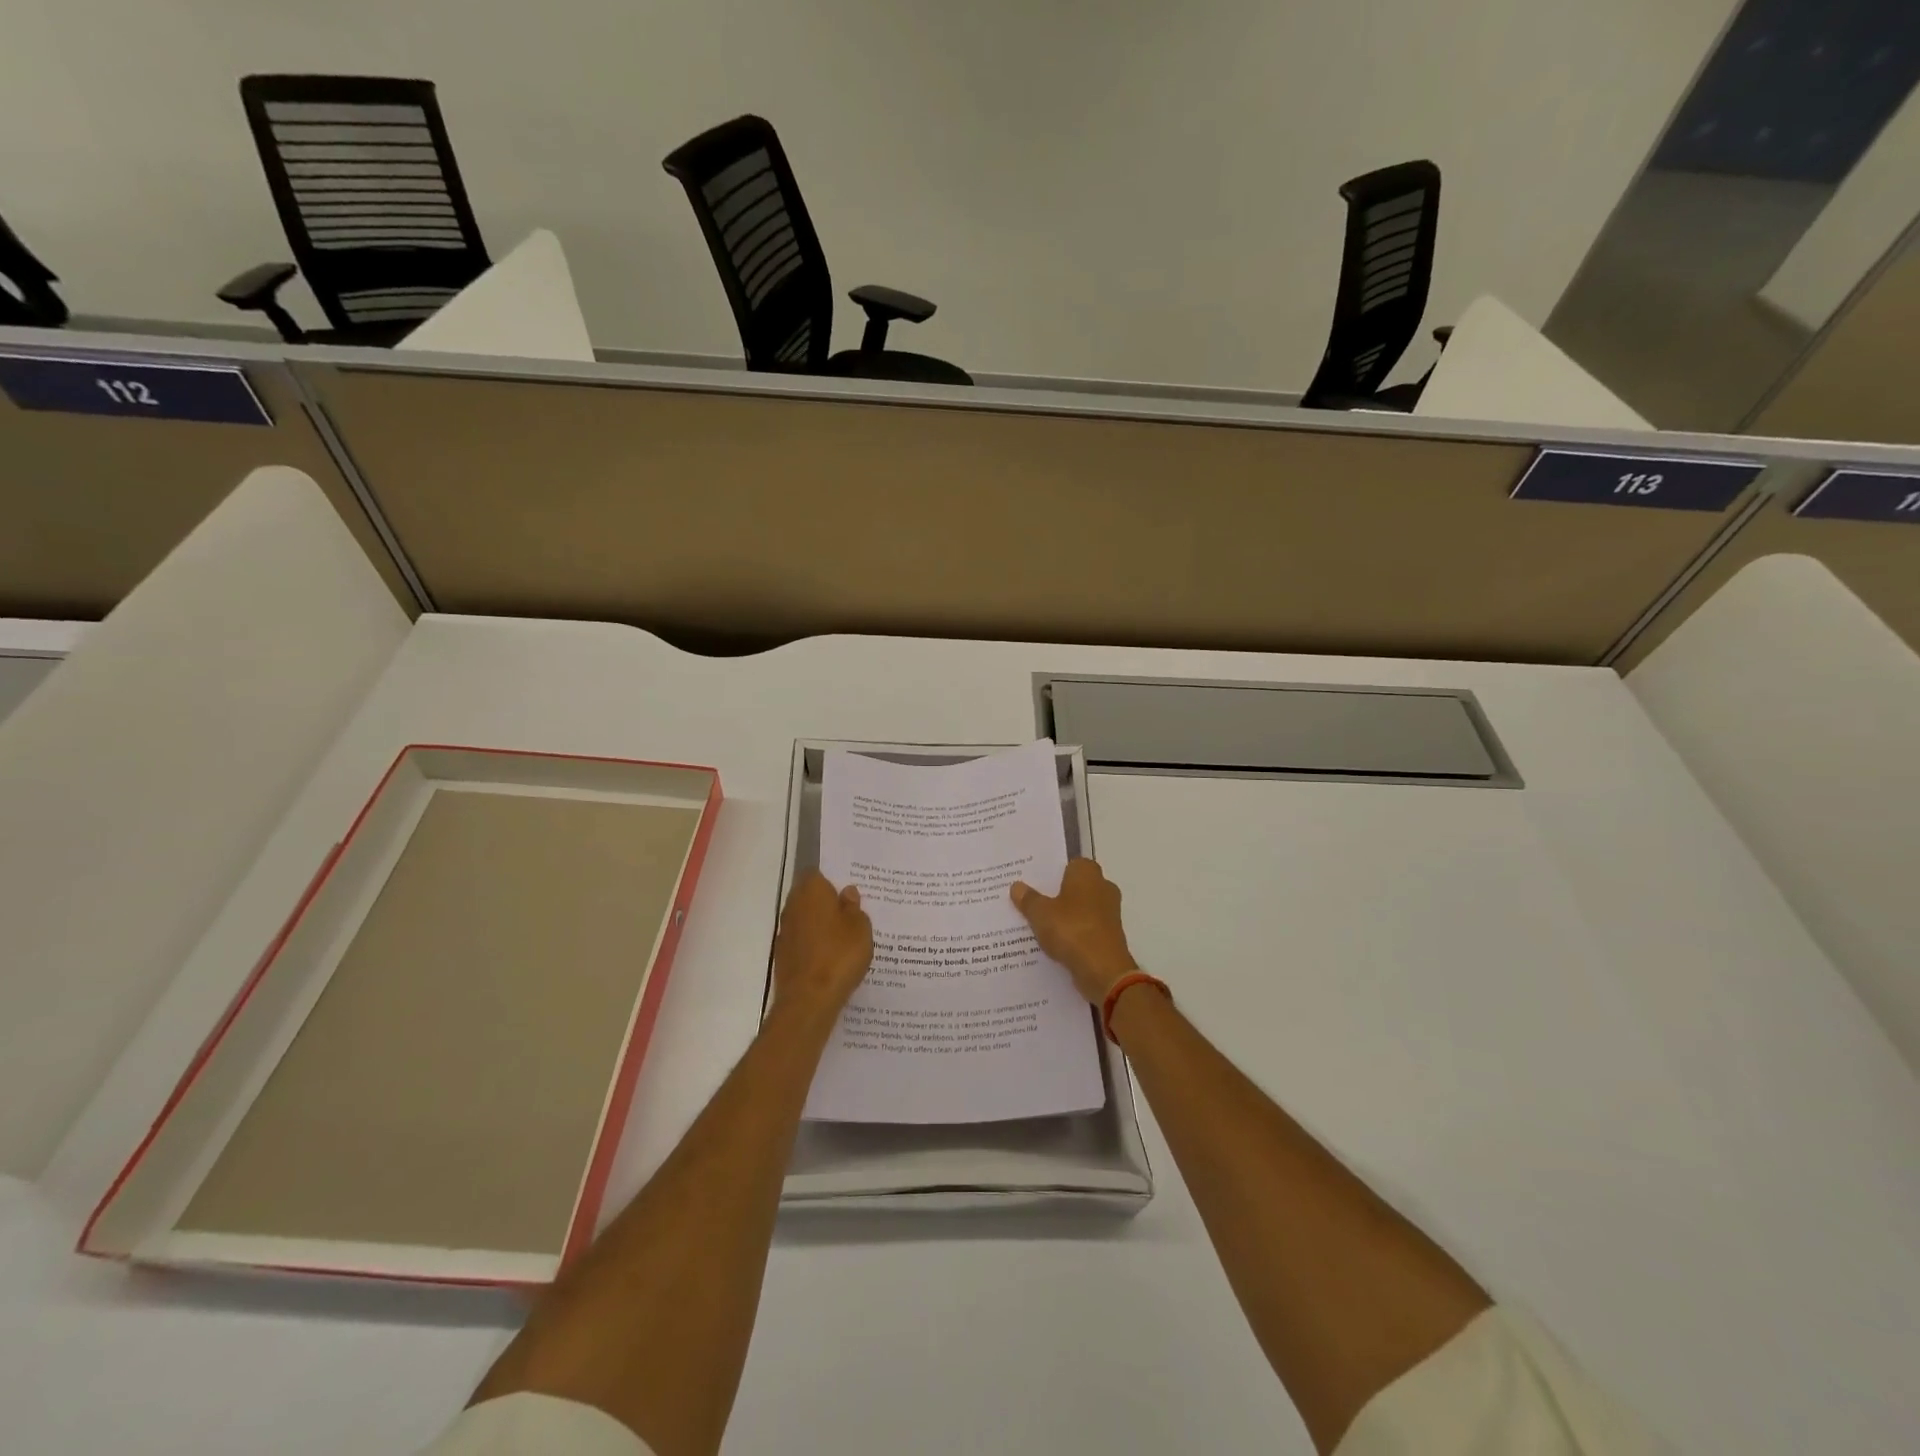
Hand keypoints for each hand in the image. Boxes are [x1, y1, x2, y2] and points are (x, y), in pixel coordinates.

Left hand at [772, 870, 873, 1020]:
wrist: (808, 999)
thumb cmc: (839, 955)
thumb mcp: (860, 928)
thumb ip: (854, 907)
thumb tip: (847, 893)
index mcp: (812, 891)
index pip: (817, 874)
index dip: (831, 880)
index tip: (846, 890)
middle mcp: (793, 906)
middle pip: (808, 896)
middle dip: (825, 902)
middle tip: (849, 912)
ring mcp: (785, 932)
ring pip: (804, 919)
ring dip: (818, 924)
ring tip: (842, 937)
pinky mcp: (782, 955)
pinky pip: (801, 941)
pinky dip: (812, 945)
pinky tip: (829, 957)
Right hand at [1010, 858, 1141, 1004]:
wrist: (1103, 970)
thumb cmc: (1071, 930)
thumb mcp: (1040, 913)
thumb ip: (1028, 899)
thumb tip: (1016, 886)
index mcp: (1087, 872)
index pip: (1068, 864)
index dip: (1051, 872)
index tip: (1033, 882)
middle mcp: (1103, 887)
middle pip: (1075, 886)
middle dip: (1056, 894)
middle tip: (1031, 902)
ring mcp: (1109, 912)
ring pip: (1080, 908)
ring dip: (1065, 915)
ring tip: (1038, 924)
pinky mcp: (1110, 935)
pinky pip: (1086, 927)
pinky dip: (1074, 932)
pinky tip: (1054, 942)